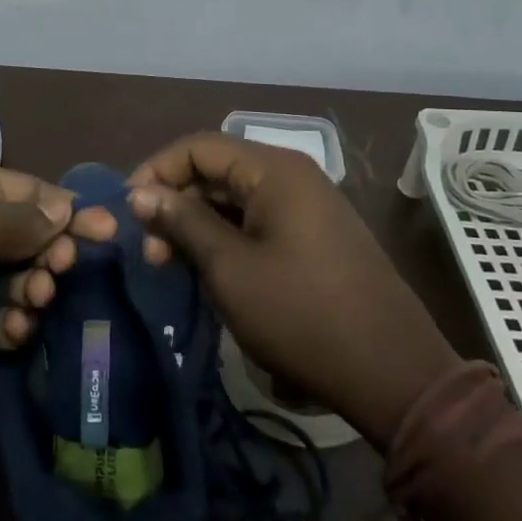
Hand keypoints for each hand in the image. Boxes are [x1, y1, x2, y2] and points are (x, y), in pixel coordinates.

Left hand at [0, 161, 114, 409]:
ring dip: (36, 289)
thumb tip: (63, 208)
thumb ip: (25, 218)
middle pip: (29, 236)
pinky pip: (0, 318)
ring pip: (19, 279)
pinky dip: (14, 324)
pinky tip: (14, 331)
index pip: (32, 190)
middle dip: (53, 252)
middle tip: (62, 270)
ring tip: (36, 300)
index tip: (109, 232)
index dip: (69, 209)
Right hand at [127, 133, 458, 446]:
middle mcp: (292, 176)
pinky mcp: (316, 237)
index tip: (128, 211)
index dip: (157, 171)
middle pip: (217, 170)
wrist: (392, 374)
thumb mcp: (229, 268)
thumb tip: (139, 193)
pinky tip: (209, 271)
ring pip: (235, 199)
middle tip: (149, 251)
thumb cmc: (301, 314)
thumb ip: (181, 222)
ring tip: (172, 266)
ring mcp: (308, 206)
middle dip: (176, 203)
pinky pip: (258, 221)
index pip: (198, 146)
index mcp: (274, 170)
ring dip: (198, 225)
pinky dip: (227, 238)